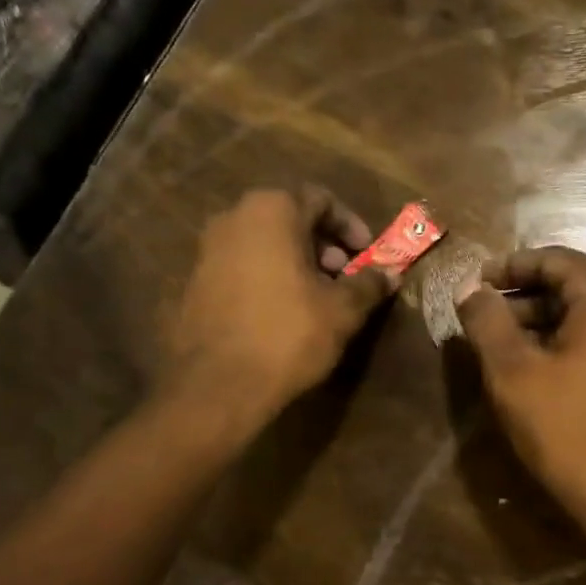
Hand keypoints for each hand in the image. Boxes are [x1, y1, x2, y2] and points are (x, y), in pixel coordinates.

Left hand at [163, 187, 392, 427]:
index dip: (351, 225)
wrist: (218, 385)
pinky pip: (242, 265)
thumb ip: (369, 284)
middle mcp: (233, 217)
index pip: (320, 199)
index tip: (367, 253)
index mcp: (272, 210)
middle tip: (344, 276)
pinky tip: (283, 312)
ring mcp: (207, 249)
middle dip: (323, 244)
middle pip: (289, 218)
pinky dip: (268, 276)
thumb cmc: (288, 334)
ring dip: (296, 261)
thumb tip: (391, 274)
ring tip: (317, 297)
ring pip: (264, 242)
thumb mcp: (342, 310)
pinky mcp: (194, 281)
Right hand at [459, 247, 585, 519]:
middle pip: (574, 286)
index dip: (508, 267)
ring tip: (505, 348)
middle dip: (524, 299)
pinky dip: (571, 345)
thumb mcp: (514, 372)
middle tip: (483, 320)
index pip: (553, 259)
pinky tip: (543, 371)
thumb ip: (487, 321)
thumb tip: (469, 289)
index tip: (473, 283)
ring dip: (545, 324)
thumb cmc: (570, 428)